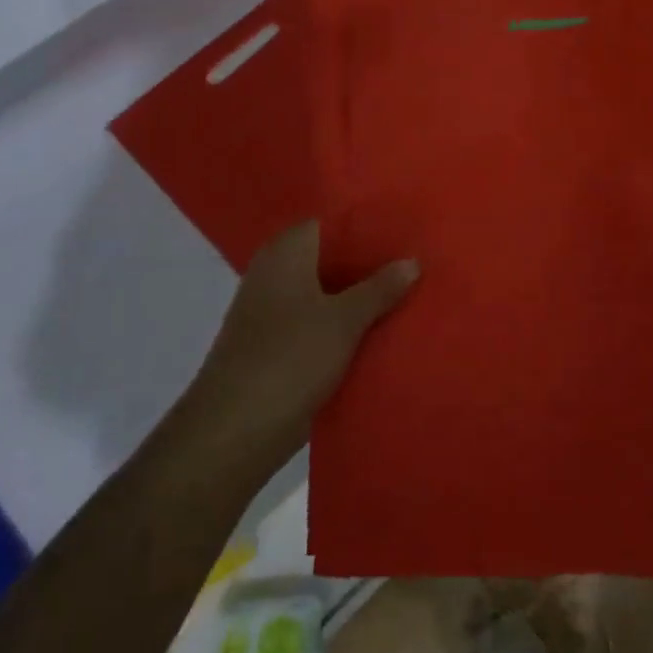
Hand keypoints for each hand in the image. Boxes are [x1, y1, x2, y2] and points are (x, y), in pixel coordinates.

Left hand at [181, 222, 417, 485]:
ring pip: (328, 291)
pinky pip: (320, 320)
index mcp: (286, 251)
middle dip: (372, 261)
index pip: (333, 220)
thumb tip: (412, 260)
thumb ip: (380, 287)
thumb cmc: (289, 358)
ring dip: (362, 295)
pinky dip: (346, 323)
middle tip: (419, 259)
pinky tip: (382, 329)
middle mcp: (276, 271)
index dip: (371, 223)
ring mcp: (274, 309)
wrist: (234, 431)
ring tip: (411, 291)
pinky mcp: (277, 344)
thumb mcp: (345, 320)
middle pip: (332, 256)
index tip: (409, 228)